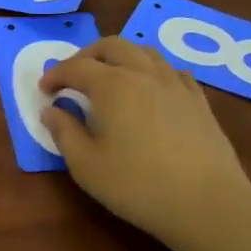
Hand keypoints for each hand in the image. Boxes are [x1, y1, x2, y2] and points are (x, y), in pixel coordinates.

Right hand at [40, 37, 250, 250]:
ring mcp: (175, 84)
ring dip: (120, 57)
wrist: (207, 204)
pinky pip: (171, 70)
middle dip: (87, 55)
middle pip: (111, 46)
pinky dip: (152, 71)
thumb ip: (64, 133)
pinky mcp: (198, 100)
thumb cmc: (138, 185)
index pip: (76, 67)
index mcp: (112, 85)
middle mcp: (143, 73)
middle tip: (73, 75)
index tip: (44, 89)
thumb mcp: (87, 165)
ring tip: (109, 76)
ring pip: (144, 52)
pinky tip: (151, 88)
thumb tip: (50, 111)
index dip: (55, 75)